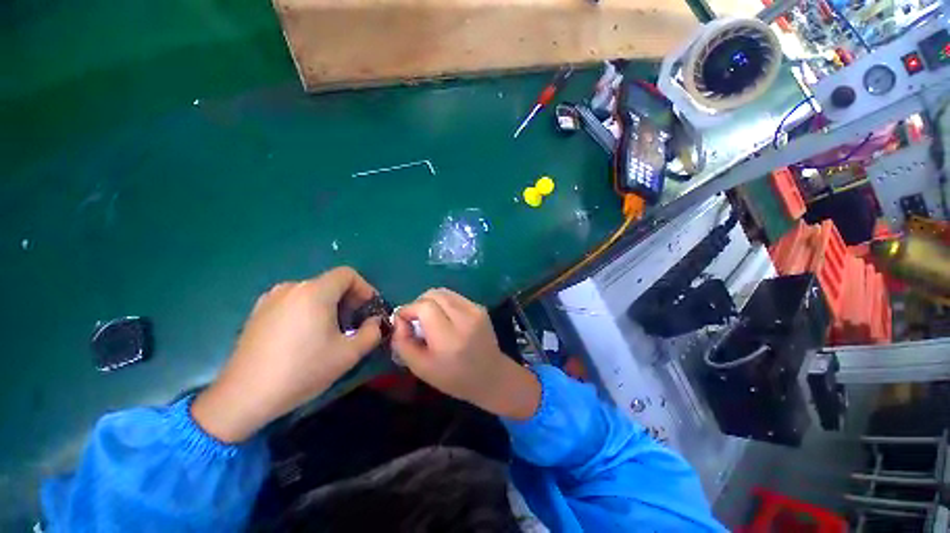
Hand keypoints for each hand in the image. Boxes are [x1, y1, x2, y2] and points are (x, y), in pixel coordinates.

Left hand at [192, 267, 382, 441]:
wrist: (244, 395)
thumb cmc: (302, 370)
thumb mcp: (349, 354)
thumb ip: (372, 332)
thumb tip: (375, 321)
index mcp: (315, 292)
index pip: (347, 274)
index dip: (364, 288)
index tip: (368, 308)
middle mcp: (292, 287)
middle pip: (330, 283)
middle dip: (348, 299)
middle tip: (353, 323)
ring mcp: (271, 298)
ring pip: (312, 293)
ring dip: (328, 305)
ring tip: (329, 331)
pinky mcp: (258, 312)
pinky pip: (293, 302)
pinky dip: (308, 310)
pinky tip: (304, 337)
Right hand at [391, 288, 539, 420]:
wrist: (491, 376)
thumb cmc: (454, 378)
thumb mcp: (421, 368)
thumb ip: (403, 342)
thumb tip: (399, 319)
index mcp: (449, 338)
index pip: (424, 307)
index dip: (409, 309)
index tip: (403, 321)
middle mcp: (465, 319)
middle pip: (433, 294)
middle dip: (418, 303)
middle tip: (415, 320)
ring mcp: (475, 310)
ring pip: (444, 292)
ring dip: (431, 301)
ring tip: (429, 319)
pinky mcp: (480, 307)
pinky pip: (454, 297)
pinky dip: (443, 303)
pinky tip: (445, 318)